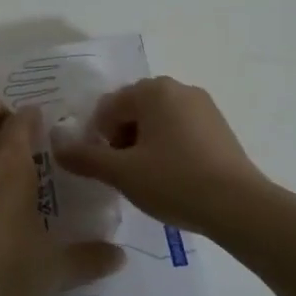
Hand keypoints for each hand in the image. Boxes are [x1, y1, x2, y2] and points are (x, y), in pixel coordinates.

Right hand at [52, 77, 266, 233]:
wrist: (239, 206)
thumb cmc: (174, 181)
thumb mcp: (122, 173)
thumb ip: (85, 157)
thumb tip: (56, 145)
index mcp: (154, 90)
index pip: (109, 107)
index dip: (98, 137)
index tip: (104, 167)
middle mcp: (179, 88)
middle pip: (133, 110)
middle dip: (121, 139)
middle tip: (123, 174)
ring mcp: (204, 107)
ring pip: (158, 121)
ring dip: (144, 145)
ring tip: (148, 180)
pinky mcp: (219, 128)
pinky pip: (181, 131)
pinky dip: (168, 149)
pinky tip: (172, 178)